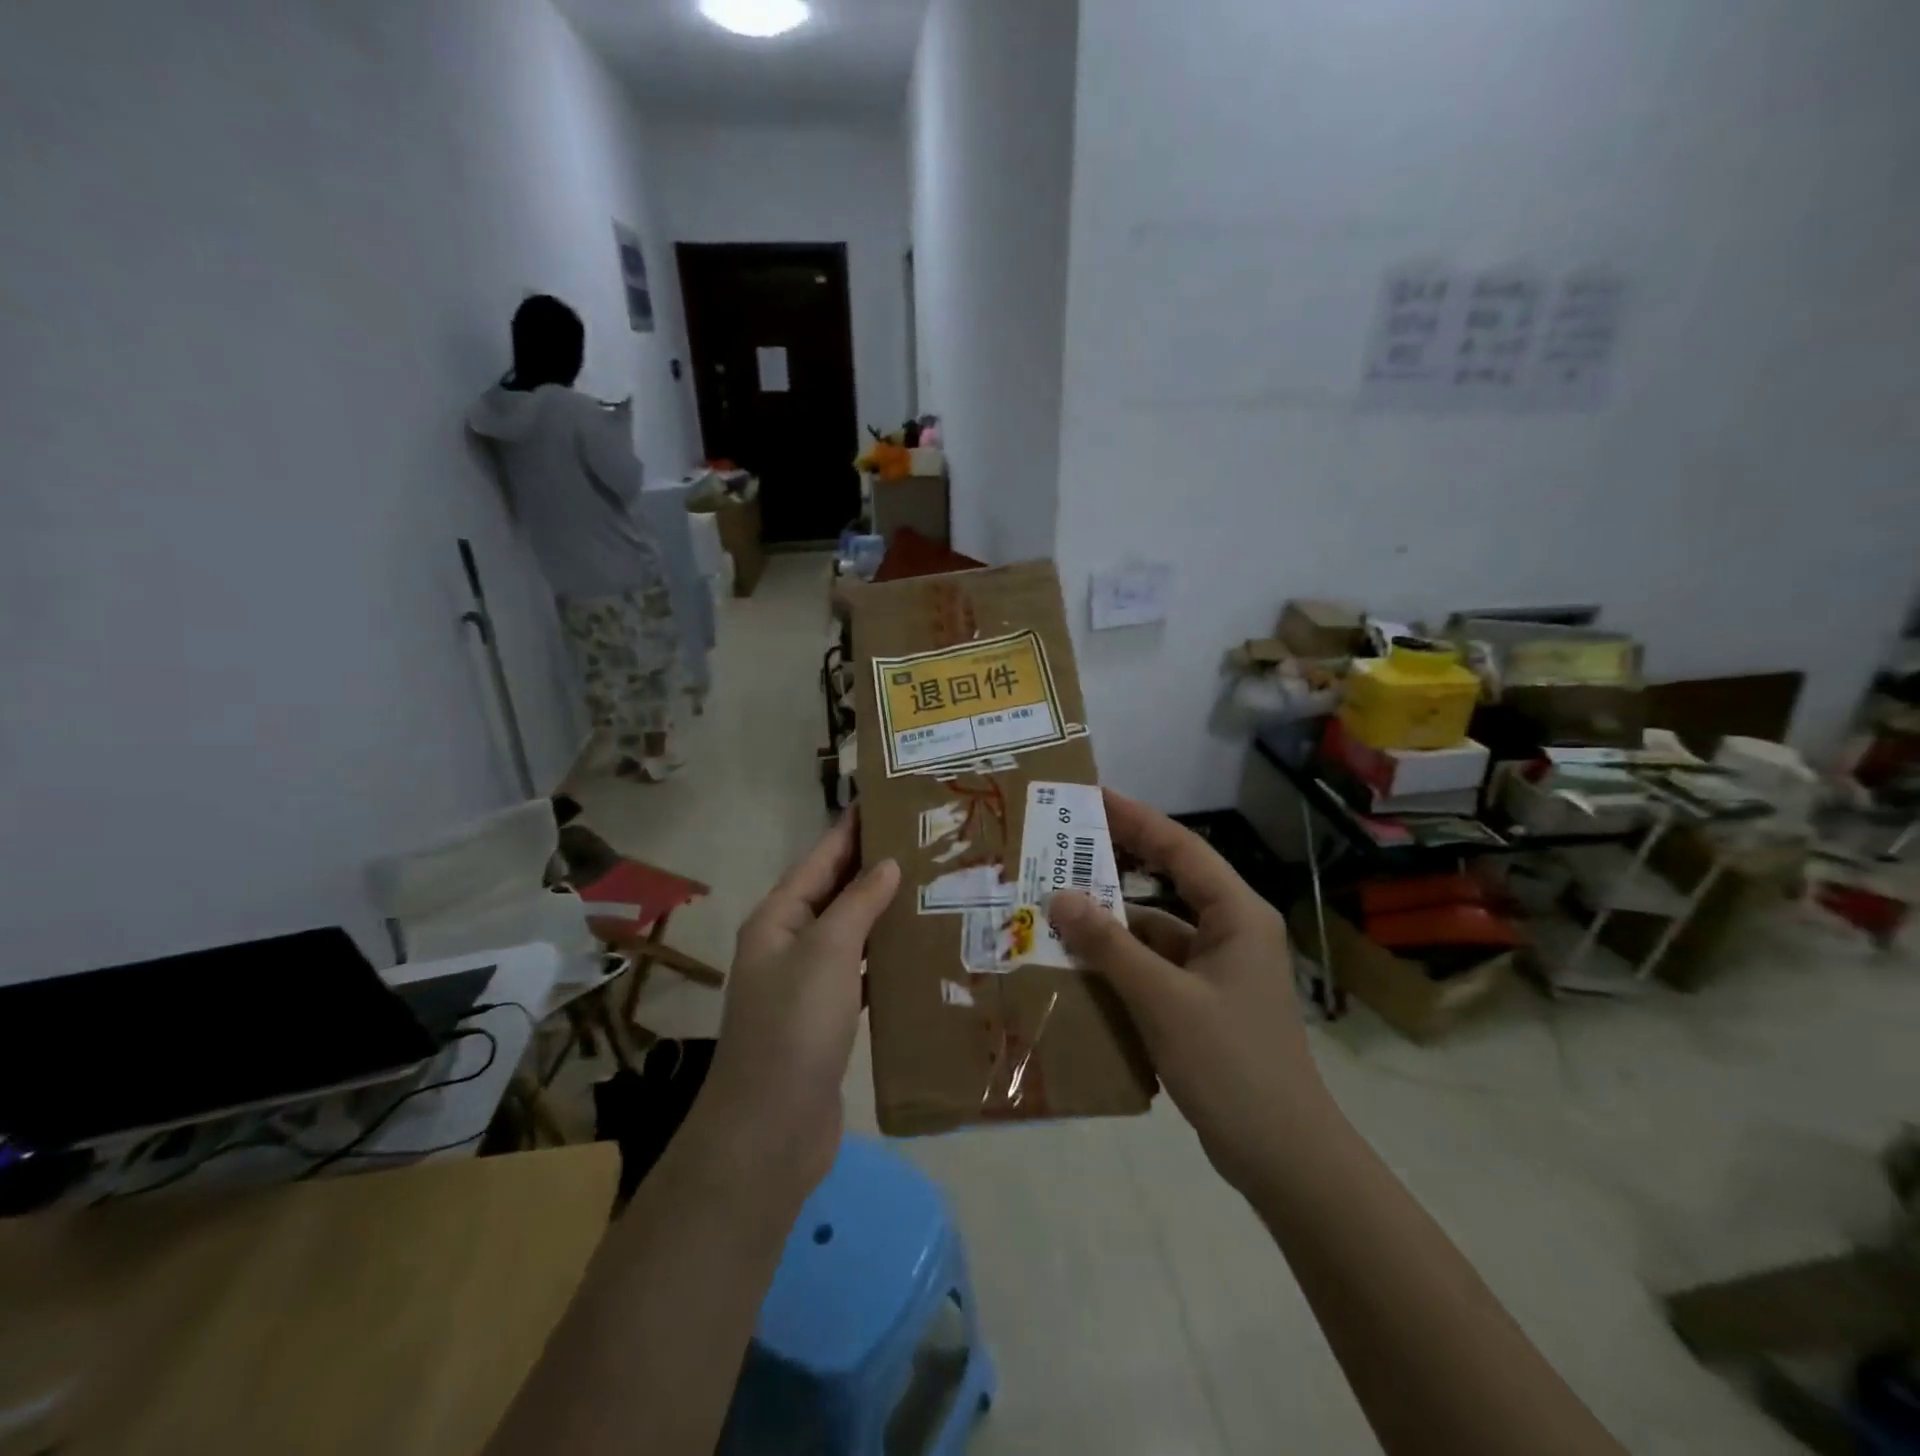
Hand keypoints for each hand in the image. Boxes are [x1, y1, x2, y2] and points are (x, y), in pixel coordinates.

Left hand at [697, 812, 899, 1194]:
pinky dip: (888, 958)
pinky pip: (863, 972)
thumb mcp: (826, 953)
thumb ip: (857, 903)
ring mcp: (809, 982)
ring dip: (886, 911)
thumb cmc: (794, 1028)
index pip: (821, 858)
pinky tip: (923, 949)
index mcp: (778, 918)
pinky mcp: (830, 1017)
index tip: (891, 800)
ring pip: (854, 932)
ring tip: (935, 886)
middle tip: (928, 842)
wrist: (770, 1132)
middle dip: (877, 867)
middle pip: (838, 892)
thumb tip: (887, 863)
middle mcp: (790, 943)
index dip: (852, 828)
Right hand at [1048, 791, 1332, 1194]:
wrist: (1282, 1156)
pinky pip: (1155, 965)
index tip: (1092, 796)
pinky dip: (1120, 961)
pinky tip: (1080, 964)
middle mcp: (1230, 931)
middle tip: (1064, 845)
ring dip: (1112, 921)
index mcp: (1236, 915)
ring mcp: (1218, 968)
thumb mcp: (1162, 1000)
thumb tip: (1061, 896)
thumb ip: (1110, 946)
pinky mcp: (1204, 1001)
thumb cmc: (1230, 1064)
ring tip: (1057, 906)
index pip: (1181, 849)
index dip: (1136, 818)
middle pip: (1168, 881)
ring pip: (1157, 928)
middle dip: (1117, 864)